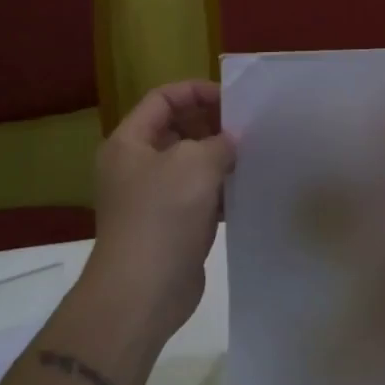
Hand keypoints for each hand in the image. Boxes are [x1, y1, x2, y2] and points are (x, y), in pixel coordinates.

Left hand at [86, 81, 235, 343]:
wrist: (142, 292)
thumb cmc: (162, 215)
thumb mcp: (195, 163)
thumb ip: (219, 142)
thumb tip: (231, 141)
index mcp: (129, 142)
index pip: (162, 99)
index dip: (196, 92)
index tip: (232, 101)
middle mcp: (136, 165)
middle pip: (177, 129)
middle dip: (212, 125)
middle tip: (249, 128)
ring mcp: (153, 197)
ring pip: (191, 164)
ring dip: (220, 158)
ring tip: (254, 155)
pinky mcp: (171, 225)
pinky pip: (199, 195)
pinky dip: (220, 190)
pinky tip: (247, 190)